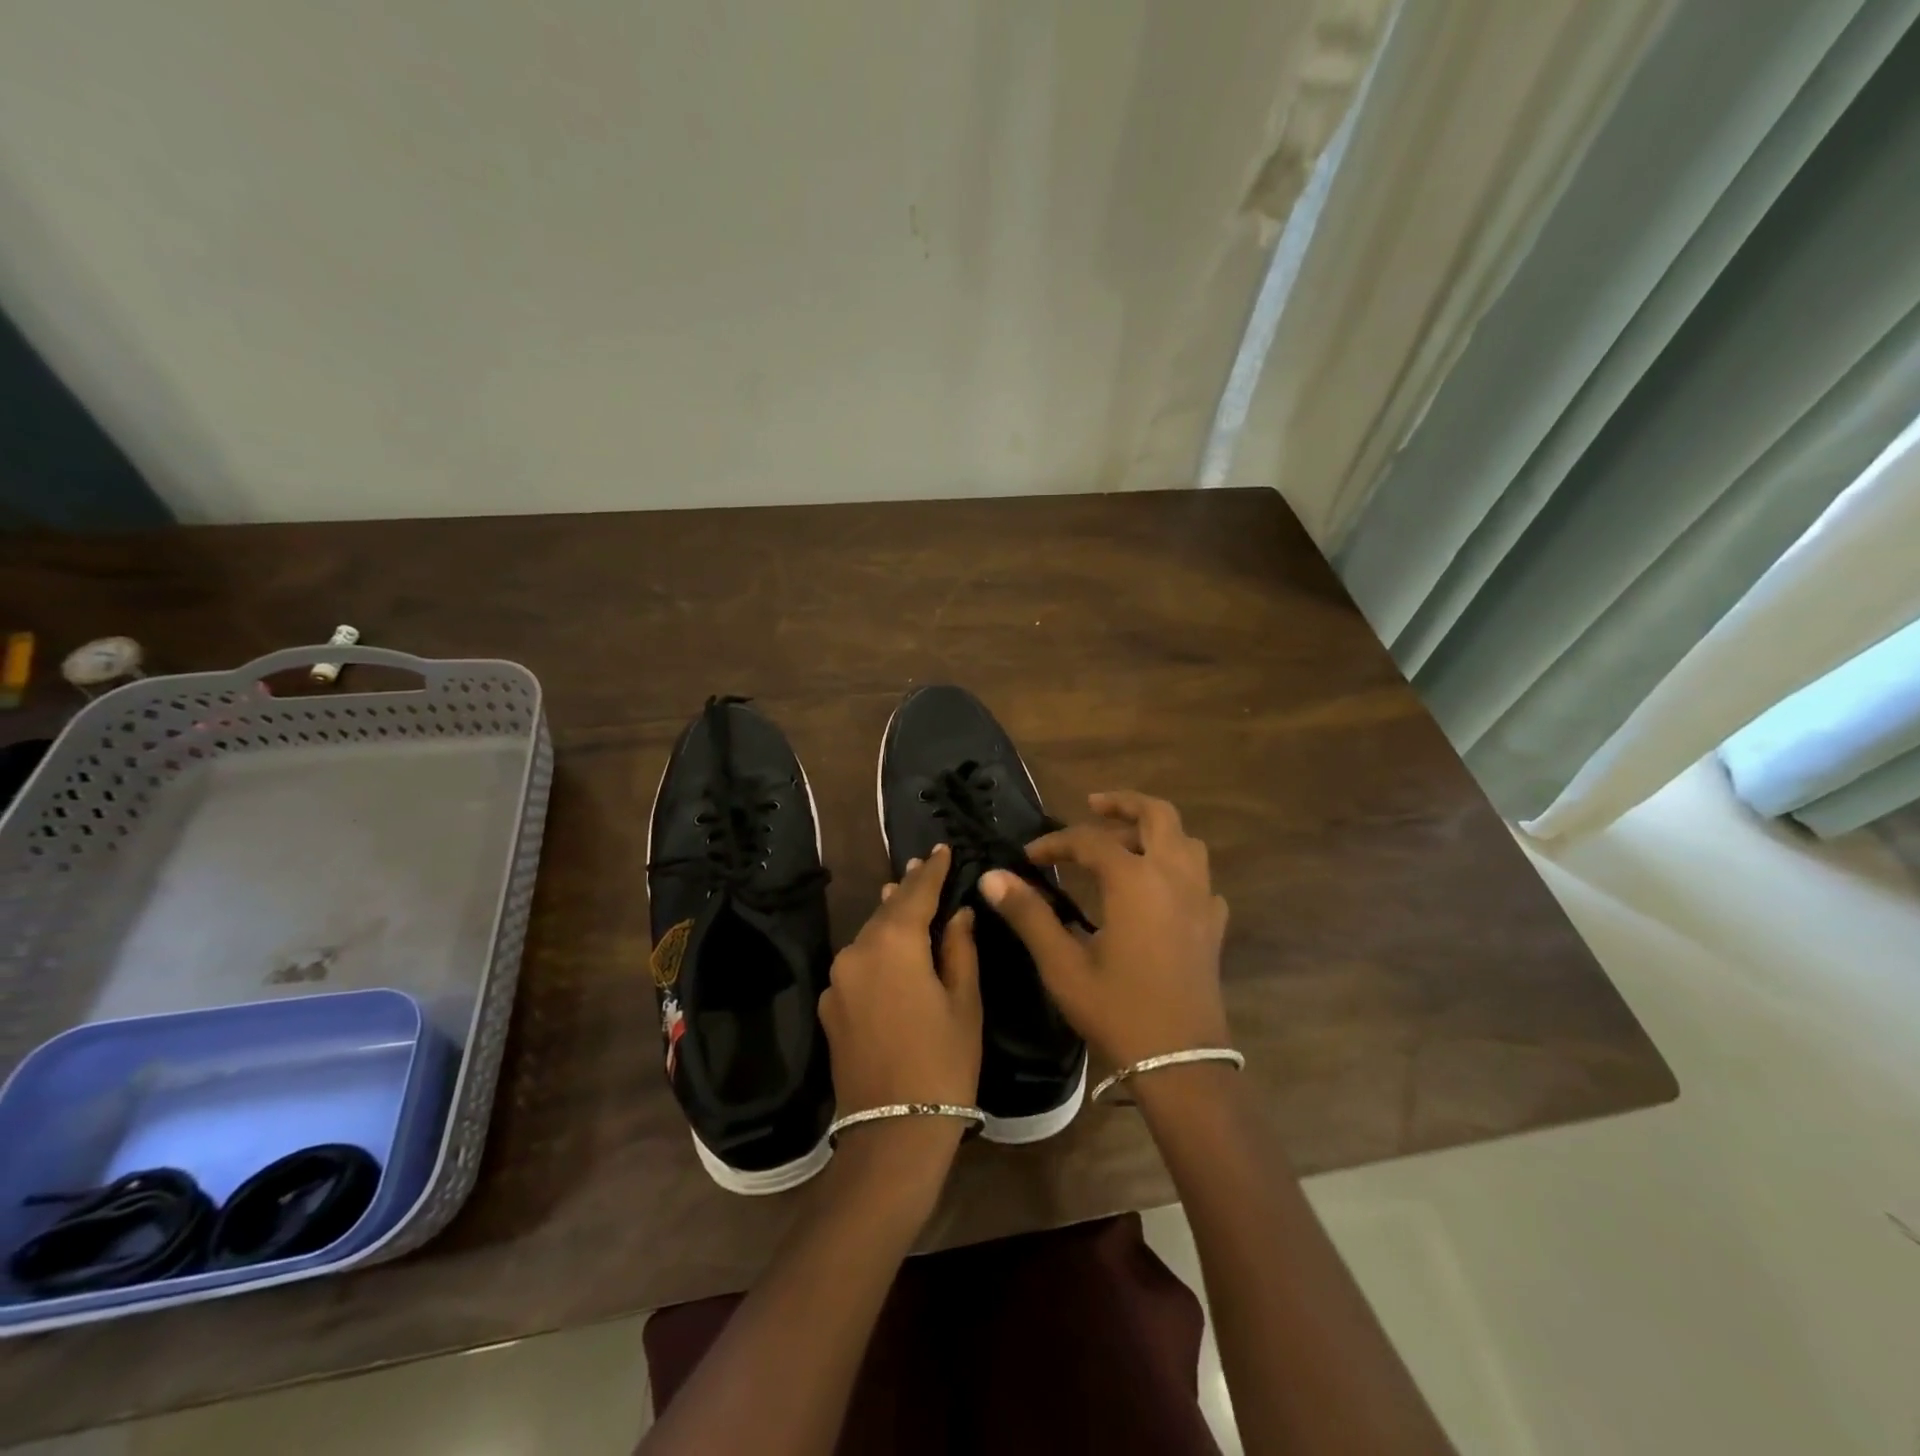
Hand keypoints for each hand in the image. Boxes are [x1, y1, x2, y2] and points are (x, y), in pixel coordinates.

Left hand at [819, 844, 982, 1122]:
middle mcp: (857, 952)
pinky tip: (888, 951)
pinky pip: (857, 964)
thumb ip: (959, 949)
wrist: (891, 1133)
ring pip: (868, 936)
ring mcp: (837, 980)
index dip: (931, 871)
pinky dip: (875, 949)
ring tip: (903, 896)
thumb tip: (958, 914)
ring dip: (889, 918)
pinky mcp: (829, 1006)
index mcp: (894, 944)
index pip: (916, 894)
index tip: (941, 848)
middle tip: (923, 866)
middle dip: (907, 890)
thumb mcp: (964, 1002)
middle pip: (887, 912)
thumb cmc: (943, 1063)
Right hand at [980, 790, 1228, 1068]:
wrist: (1181, 1063)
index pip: (1090, 840)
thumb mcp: (1062, 964)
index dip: (1056, 842)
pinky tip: (1157, 891)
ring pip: (1185, 841)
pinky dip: (1177, 868)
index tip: (1029, 857)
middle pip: (1157, 815)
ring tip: (1123, 843)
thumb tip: (992, 877)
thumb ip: (1028, 914)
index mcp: (1134, 881)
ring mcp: (1200, 899)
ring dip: (1155, 831)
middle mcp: (1172, 877)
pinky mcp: (1213, 925)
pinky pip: (1200, 878)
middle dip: (1124, 804)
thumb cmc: (1117, 1010)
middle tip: (1093, 806)